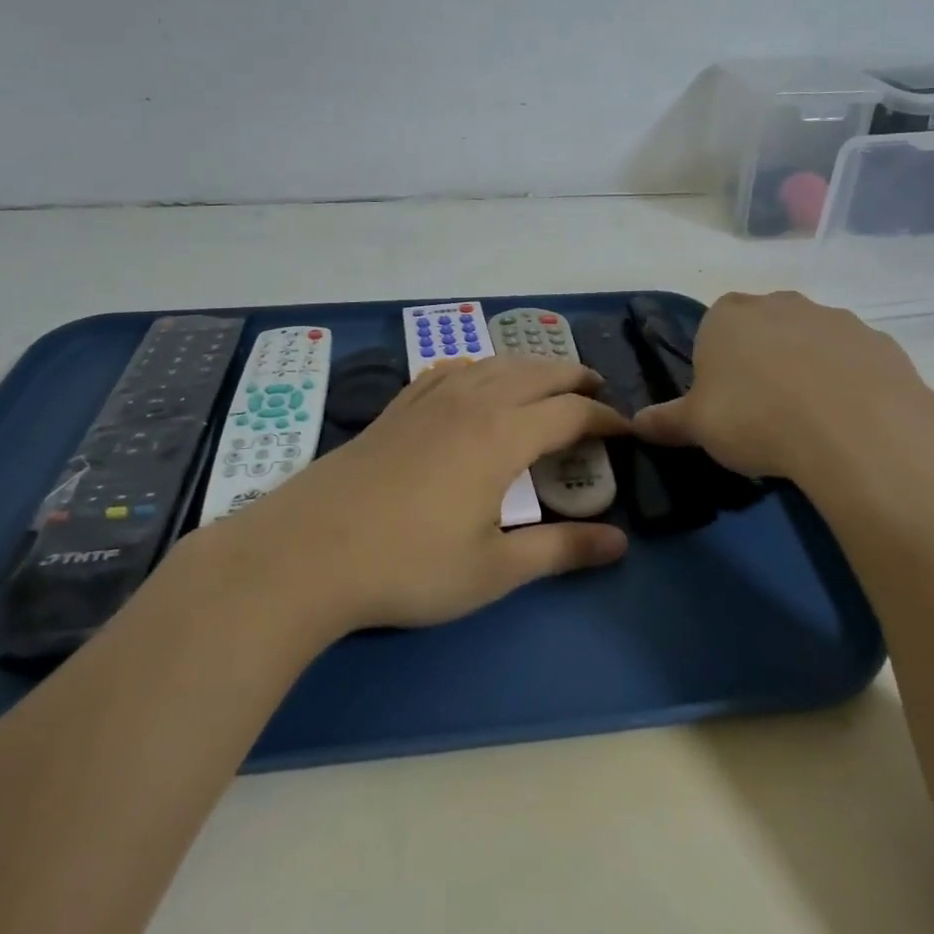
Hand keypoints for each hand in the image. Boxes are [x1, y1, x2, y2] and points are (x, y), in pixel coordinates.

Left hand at [197, 358, 630, 632]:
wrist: (306, 552)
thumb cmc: (408, 566)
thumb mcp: (493, 570)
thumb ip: (560, 550)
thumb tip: (620, 542)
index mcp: (503, 435)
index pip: (571, 412)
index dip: (606, 418)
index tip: (626, 431)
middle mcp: (472, 402)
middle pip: (537, 373)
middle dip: (574, 378)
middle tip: (598, 392)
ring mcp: (430, 399)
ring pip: (493, 363)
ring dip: (530, 367)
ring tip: (547, 381)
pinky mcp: (398, 407)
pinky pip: (449, 369)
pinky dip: (478, 367)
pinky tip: (474, 378)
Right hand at [632, 291, 933, 519]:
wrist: (855, 428)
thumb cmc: (756, 418)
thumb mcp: (698, 427)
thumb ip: (665, 421)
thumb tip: (634, 423)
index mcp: (728, 315)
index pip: (712, 331)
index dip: (716, 368)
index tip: (725, 405)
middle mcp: (779, 303)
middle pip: (762, 331)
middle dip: (761, 363)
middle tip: (764, 414)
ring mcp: (833, 317)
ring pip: (809, 342)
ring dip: (806, 370)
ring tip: (809, 423)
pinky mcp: (877, 340)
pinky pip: (851, 361)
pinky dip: (847, 383)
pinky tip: (847, 421)